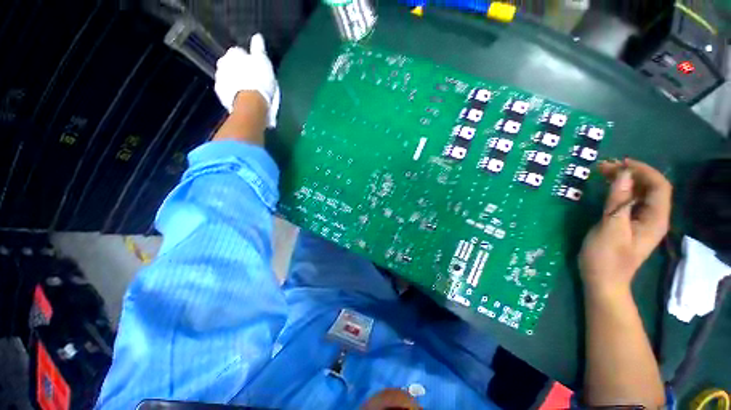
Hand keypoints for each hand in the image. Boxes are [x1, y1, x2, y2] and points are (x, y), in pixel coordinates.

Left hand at [215, 34, 279, 127]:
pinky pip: (227, 91)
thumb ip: (259, 49)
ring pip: (228, 77)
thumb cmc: (259, 81)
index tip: (256, 68)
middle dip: (238, 70)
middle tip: (251, 79)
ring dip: (235, 81)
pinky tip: (242, 98)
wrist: (251, 104)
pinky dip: (233, 93)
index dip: (248, 60)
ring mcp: (219, 79)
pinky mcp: (220, 94)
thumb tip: (257, 37)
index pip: (240, 52)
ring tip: (247, 90)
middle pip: (231, 64)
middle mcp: (222, 63)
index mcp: (233, 53)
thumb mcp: (263, 62)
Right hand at [579, 159, 672, 295]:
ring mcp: (642, 222)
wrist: (603, 281)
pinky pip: (631, 202)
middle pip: (650, 188)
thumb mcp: (610, 227)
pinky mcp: (630, 225)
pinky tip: (608, 188)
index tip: (620, 163)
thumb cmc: (606, 257)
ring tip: (603, 173)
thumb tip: (623, 174)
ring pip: (640, 194)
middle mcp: (654, 218)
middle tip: (605, 167)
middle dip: (631, 173)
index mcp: (655, 219)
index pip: (659, 186)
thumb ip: (618, 201)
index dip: (643, 171)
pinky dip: (620, 192)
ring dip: (624, 181)